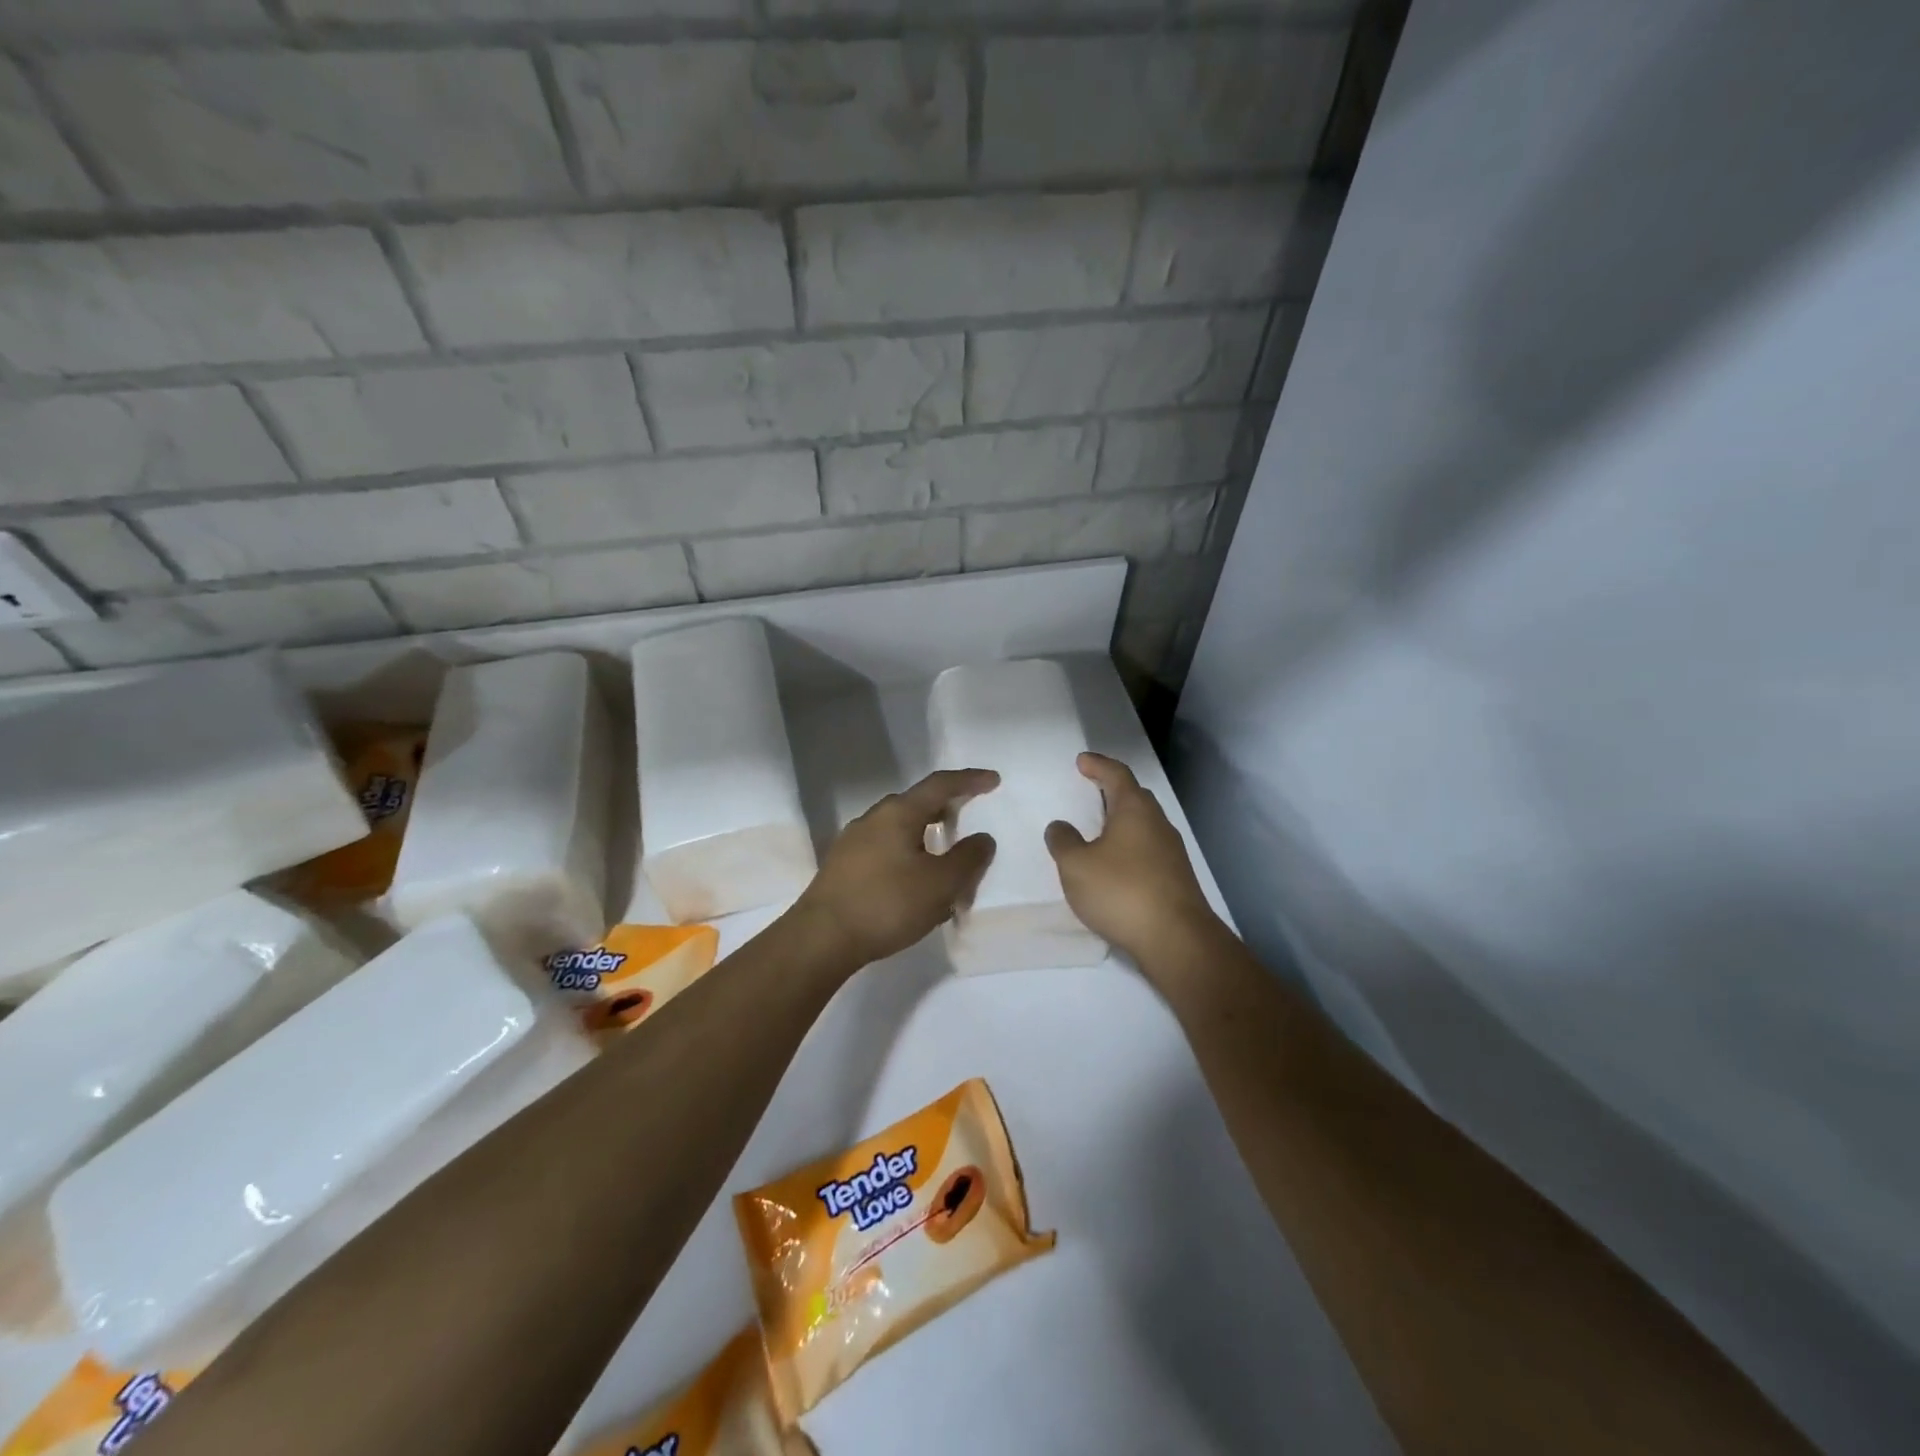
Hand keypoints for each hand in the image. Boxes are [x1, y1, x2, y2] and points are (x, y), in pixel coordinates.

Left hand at [791, 768, 998, 968]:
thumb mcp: (941, 884)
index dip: (969, 780)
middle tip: (968, 819)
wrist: (821, 939)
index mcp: (898, 813)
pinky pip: (885, 849)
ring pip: (900, 829)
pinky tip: (914, 881)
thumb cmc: (887, 904)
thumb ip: (968, 858)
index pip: (940, 785)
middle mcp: (873, 818)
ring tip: (944, 859)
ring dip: (926, 836)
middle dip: (946, 808)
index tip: (993, 780)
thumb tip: (982, 838)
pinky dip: (908, 855)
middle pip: (917, 804)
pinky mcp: (842, 866)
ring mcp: (853, 842)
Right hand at [1046, 753, 1218, 965]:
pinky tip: (1115, 866)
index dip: (1098, 765)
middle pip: (1135, 797)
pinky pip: (1148, 850)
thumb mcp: (1076, 865)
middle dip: (1112, 791)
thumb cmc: (1121, 891)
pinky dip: (1129, 848)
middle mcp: (1158, 824)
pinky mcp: (1176, 878)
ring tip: (1098, 831)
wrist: (1176, 939)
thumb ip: (1063, 841)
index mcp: (1134, 810)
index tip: (1082, 761)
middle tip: (1091, 791)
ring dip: (1121, 822)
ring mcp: (1172, 852)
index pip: (1117, 774)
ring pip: (1143, 825)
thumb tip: (1060, 826)